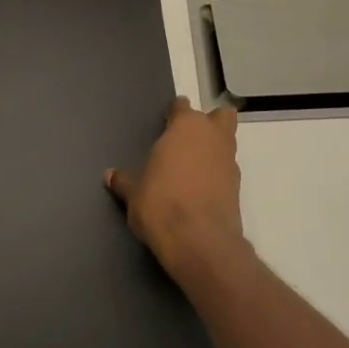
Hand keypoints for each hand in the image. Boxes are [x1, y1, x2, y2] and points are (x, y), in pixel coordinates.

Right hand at [106, 97, 246, 276]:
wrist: (199, 241)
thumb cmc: (160, 204)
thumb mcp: (134, 193)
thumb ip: (124, 181)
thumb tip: (110, 175)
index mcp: (185, 127)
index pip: (182, 106)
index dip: (174, 113)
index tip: (165, 123)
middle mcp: (212, 137)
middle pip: (220, 116)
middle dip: (209, 122)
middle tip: (188, 139)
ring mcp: (229, 161)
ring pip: (227, 142)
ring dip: (214, 149)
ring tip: (191, 168)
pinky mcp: (238, 187)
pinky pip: (227, 170)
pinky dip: (217, 174)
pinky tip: (200, 190)